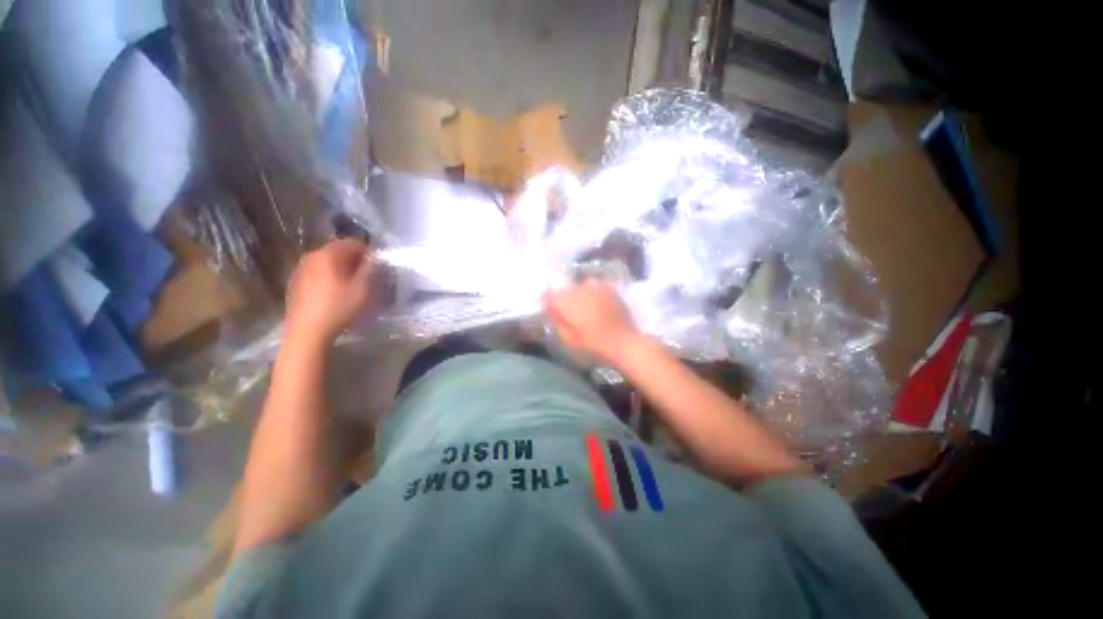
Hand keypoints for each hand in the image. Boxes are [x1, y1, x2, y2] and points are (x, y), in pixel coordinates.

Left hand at [285, 239, 375, 345]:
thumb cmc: (339, 308)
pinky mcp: (295, 283)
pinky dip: (329, 278)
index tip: (377, 265)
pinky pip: (317, 273)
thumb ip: (370, 269)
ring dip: (341, 269)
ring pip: (327, 263)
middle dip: (354, 260)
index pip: (351, 243)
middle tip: (368, 275)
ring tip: (353, 285)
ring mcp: (300, 270)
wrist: (307, 331)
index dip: (368, 251)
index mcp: (327, 255)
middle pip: (337, 251)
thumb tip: (374, 258)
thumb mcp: (363, 288)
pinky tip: (335, 294)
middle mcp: (311, 257)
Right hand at [543, 279, 642, 365]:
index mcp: (567, 300)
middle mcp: (580, 288)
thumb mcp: (568, 338)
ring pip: (579, 288)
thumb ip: (556, 319)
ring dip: (579, 296)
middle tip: (569, 315)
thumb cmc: (593, 344)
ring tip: (585, 311)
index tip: (550, 311)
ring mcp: (596, 286)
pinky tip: (597, 307)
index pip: (549, 294)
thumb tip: (548, 306)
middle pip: (565, 290)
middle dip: (564, 300)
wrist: (624, 342)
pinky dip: (592, 295)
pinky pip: (594, 288)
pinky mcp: (609, 288)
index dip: (548, 302)